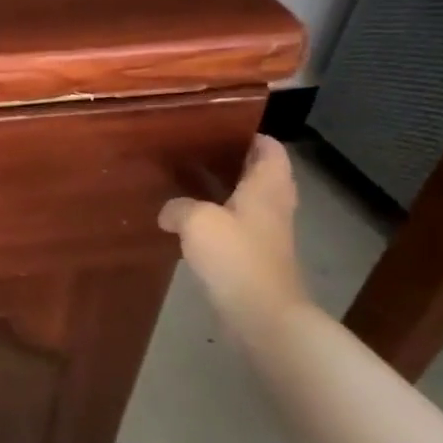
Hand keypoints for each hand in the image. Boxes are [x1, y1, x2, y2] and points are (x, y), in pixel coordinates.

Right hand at [159, 136, 308, 319]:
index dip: (250, 135)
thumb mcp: (197, 221)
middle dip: (234, 162)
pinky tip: (191, 226)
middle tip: (197, 155)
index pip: (269, 148)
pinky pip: (238, 228)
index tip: (219, 129)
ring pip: (248, 201)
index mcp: (267, 186)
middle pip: (261, 173)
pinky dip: (219, 221)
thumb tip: (169, 211)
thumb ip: (178, 207)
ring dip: (225, 193)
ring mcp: (268, 233)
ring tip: (188, 185)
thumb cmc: (236, 256)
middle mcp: (274, 205)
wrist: (261, 314)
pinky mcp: (256, 257)